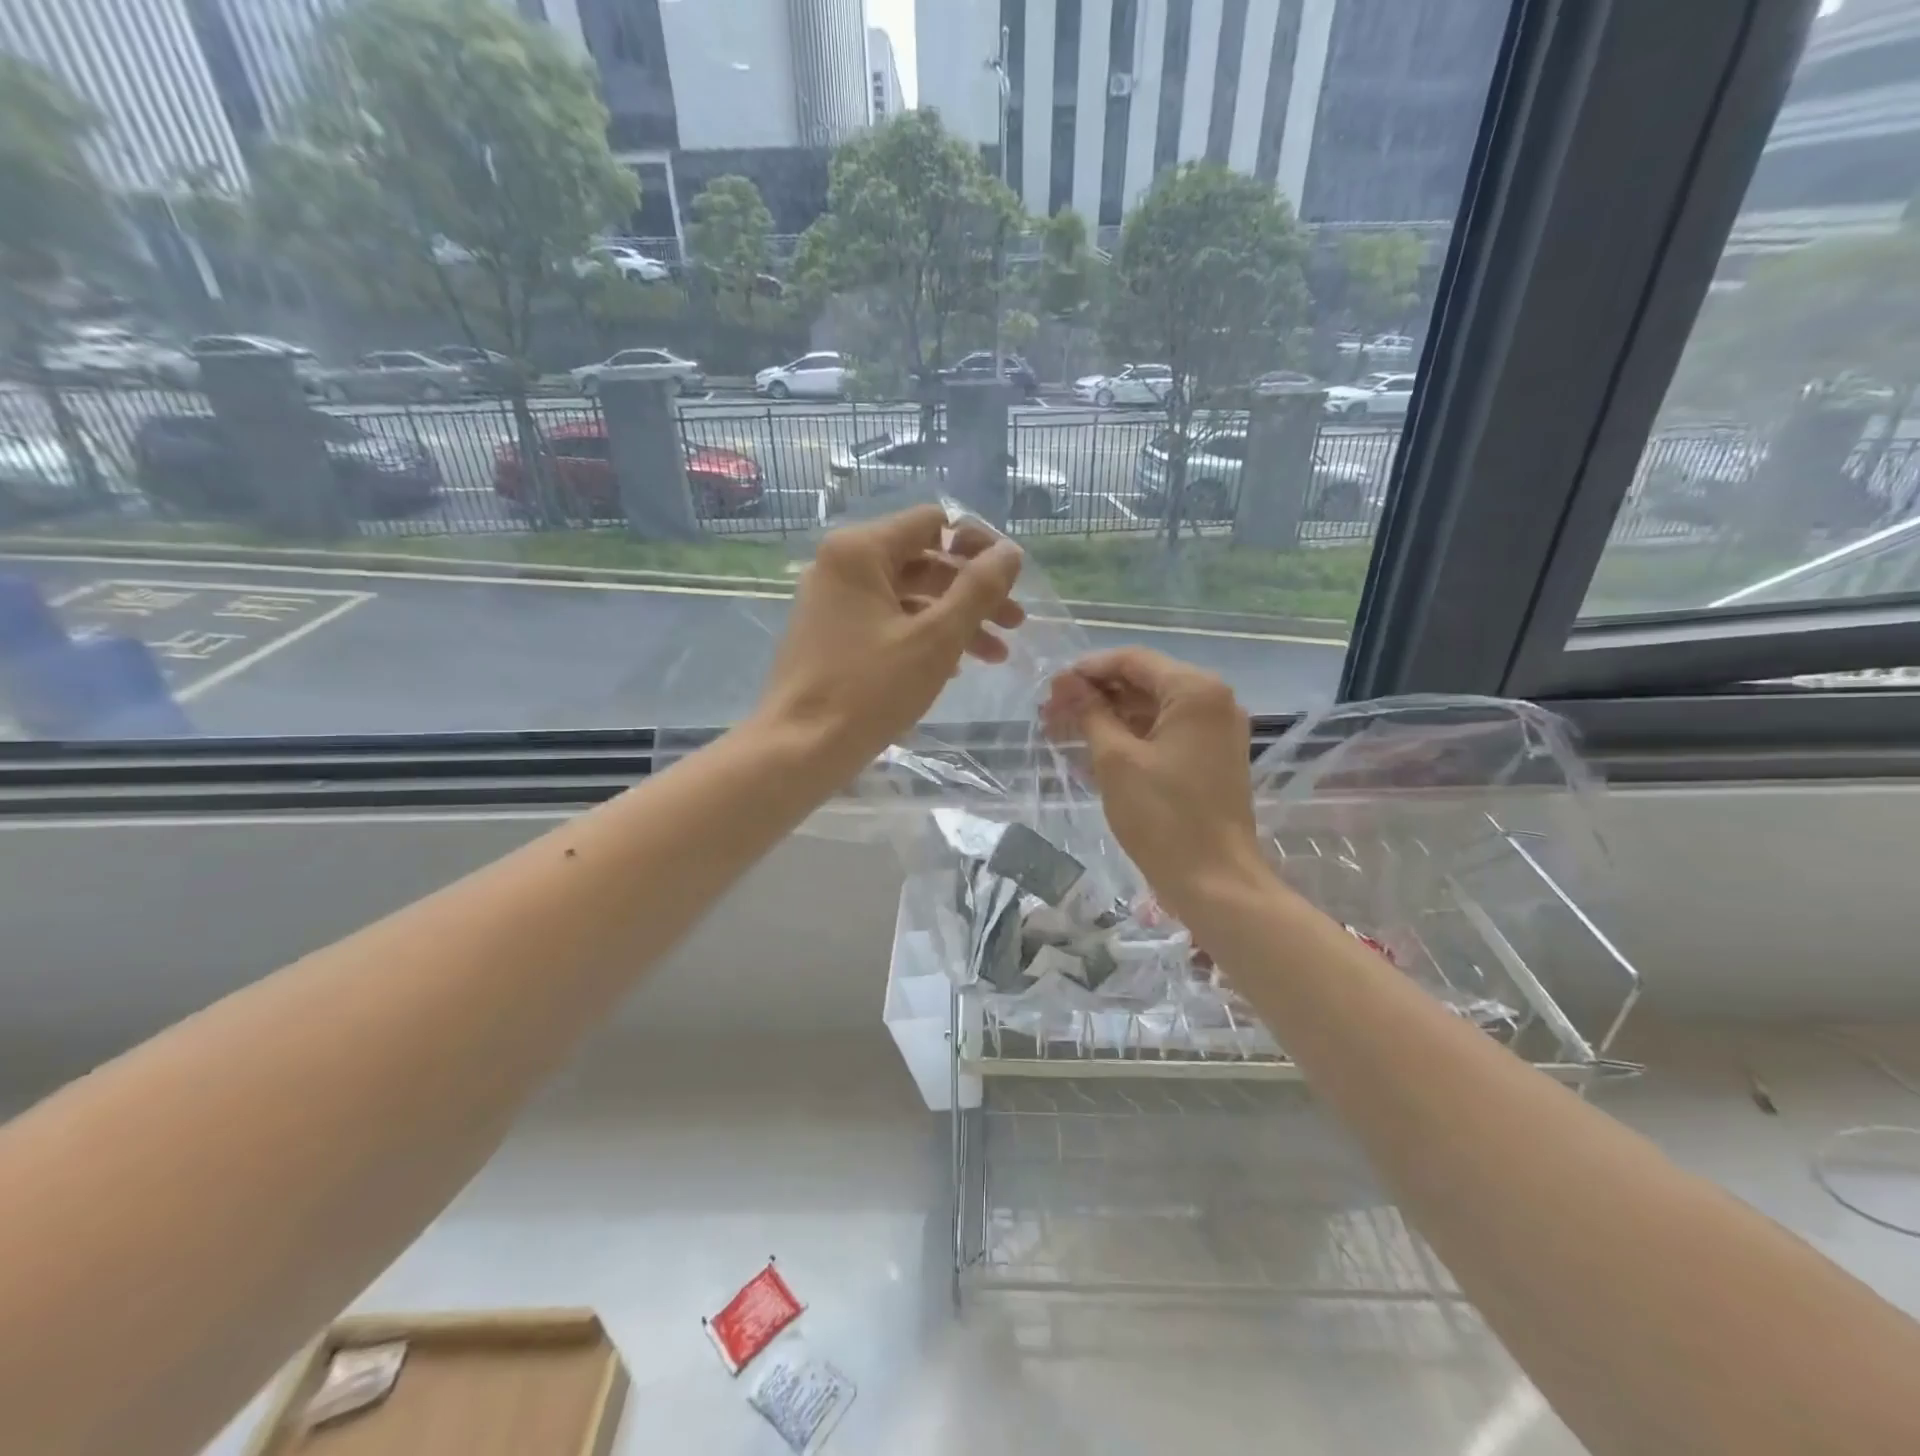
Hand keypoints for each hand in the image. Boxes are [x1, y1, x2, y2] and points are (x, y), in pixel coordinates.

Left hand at [756, 505, 1023, 775]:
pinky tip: (954, 669)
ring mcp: (833, 601)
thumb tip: (1010, 551)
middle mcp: (841, 565)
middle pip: (923, 561)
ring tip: (996, 656)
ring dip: (955, 620)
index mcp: (860, 551)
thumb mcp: (935, 639)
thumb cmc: (869, 690)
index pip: (933, 522)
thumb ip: (978, 590)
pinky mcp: (831, 634)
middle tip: (1015, 624)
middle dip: (973, 592)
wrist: (799, 749)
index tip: (1011, 579)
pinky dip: (922, 637)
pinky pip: (886, 621)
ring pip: (908, 596)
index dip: (978, 545)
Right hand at [1042, 647, 1263, 919]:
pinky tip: (1092, 750)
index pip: (1133, 660)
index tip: (1050, 687)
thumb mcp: (1115, 760)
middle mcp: (1212, 702)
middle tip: (1050, 713)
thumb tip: (1065, 683)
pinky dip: (1129, 738)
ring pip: (1151, 710)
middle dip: (1095, 695)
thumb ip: (1090, 713)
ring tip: (1062, 731)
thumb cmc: (1163, 816)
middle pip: (1143, 683)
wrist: (1214, 881)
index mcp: (1196, 691)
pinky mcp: (1210, 759)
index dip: (1087, 670)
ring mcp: (1214, 732)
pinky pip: (1164, 734)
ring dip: (1108, 717)